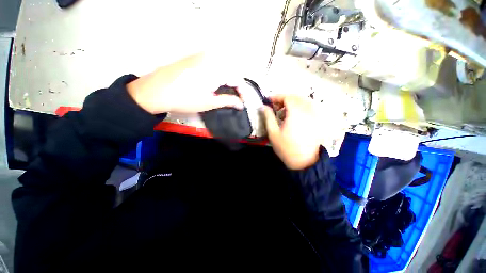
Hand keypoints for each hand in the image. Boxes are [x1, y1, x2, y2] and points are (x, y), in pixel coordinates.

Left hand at [127, 53, 243, 113]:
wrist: (155, 91)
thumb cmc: (184, 99)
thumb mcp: (210, 102)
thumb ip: (228, 101)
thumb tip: (240, 104)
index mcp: (217, 69)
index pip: (238, 79)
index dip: (242, 92)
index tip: (241, 102)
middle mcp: (211, 58)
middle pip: (231, 72)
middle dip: (235, 86)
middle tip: (234, 99)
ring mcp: (202, 56)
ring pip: (222, 68)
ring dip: (227, 81)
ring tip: (224, 93)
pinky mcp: (194, 57)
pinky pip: (213, 65)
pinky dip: (218, 75)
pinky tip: (213, 85)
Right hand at [262, 95, 324, 169]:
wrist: (304, 161)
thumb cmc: (286, 148)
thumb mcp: (273, 133)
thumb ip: (268, 117)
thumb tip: (263, 106)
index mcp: (296, 113)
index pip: (287, 97)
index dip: (277, 96)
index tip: (268, 100)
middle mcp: (307, 111)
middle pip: (296, 97)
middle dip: (284, 99)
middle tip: (275, 107)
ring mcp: (315, 115)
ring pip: (304, 100)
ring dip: (292, 102)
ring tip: (284, 112)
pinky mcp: (317, 121)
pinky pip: (310, 107)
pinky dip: (300, 106)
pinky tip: (295, 115)